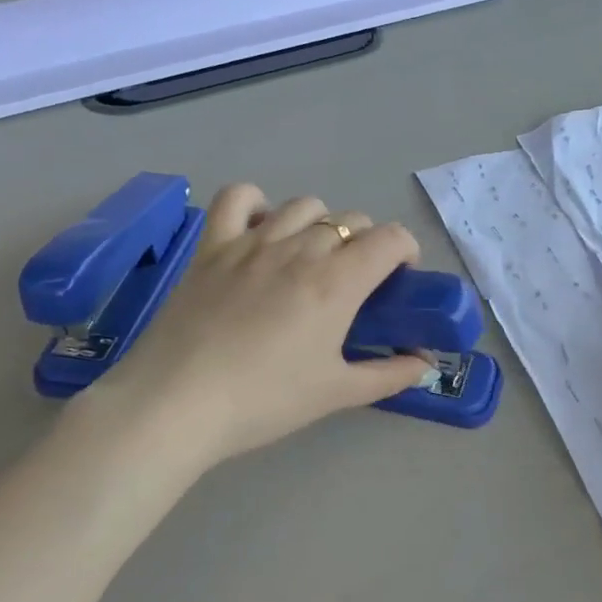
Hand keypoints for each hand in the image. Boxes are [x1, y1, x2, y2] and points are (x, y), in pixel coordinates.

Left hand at [71, 185, 431, 468]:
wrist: (177, 404)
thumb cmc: (265, 401)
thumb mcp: (337, 394)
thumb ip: (389, 375)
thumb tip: (424, 364)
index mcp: (337, 281)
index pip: (390, 238)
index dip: (405, 251)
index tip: (398, 280)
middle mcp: (300, 249)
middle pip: (351, 220)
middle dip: (366, 243)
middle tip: (355, 283)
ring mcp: (252, 242)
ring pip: (304, 206)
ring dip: (321, 224)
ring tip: (311, 258)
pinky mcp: (212, 246)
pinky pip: (238, 198)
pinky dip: (257, 204)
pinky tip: (260, 231)